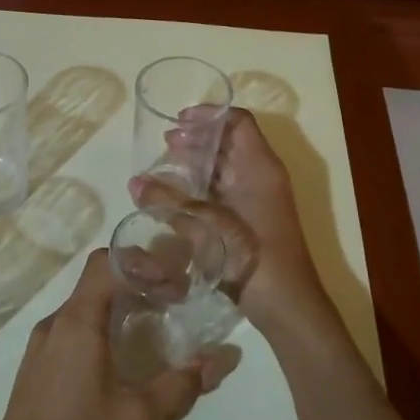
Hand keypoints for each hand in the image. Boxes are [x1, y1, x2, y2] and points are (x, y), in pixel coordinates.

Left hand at [0, 248, 214, 419]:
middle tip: (175, 301)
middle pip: (96, 280)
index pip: (106, 262)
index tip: (175, 285)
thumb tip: (222, 358)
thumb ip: (182, 383)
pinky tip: (123, 358)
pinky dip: (102, 327)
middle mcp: (54, 324)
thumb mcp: (140, 416)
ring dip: (120, 305)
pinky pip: (72, 329)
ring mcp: (40, 345)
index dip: (144, 263)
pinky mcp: (36, 367)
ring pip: (84, 306)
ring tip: (155, 326)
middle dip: (138, 282)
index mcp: (76, 322)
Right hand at [130, 107, 321, 330]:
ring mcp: (257, 199)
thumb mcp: (206, 225)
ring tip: (165, 164)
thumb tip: (134, 182)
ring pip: (225, 168)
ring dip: (197, 162)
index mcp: (260, 167)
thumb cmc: (251, 255)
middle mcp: (261, 176)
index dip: (209, 115)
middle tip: (165, 143)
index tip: (178, 119)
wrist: (285, 304)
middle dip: (197, 139)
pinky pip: (223, 191)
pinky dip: (201, 186)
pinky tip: (176, 195)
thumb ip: (169, 202)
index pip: (238, 122)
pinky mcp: (249, 220)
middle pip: (229, 143)